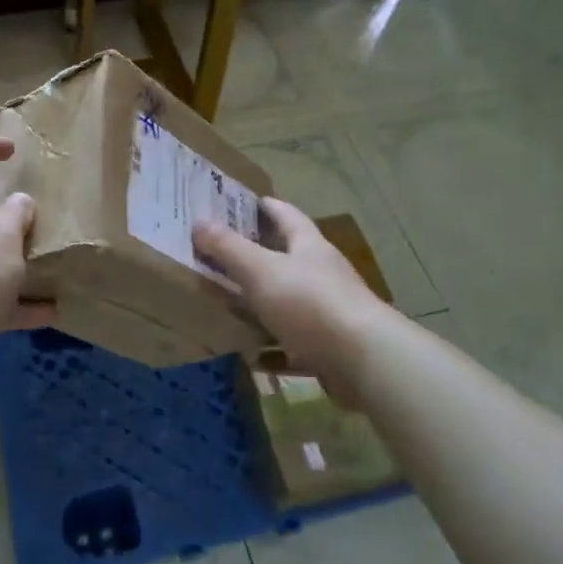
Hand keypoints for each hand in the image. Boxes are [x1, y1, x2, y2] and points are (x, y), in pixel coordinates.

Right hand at [193, 198, 387, 396]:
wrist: (363, 361)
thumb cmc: (310, 303)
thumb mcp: (262, 270)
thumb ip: (229, 248)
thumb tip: (199, 221)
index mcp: (309, 246)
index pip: (285, 215)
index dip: (263, 206)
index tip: (237, 202)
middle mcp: (321, 274)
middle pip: (286, 258)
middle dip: (254, 256)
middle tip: (217, 255)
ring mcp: (326, 312)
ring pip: (286, 302)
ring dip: (260, 304)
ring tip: (224, 304)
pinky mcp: (327, 348)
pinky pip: (292, 344)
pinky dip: (270, 348)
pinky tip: (249, 354)